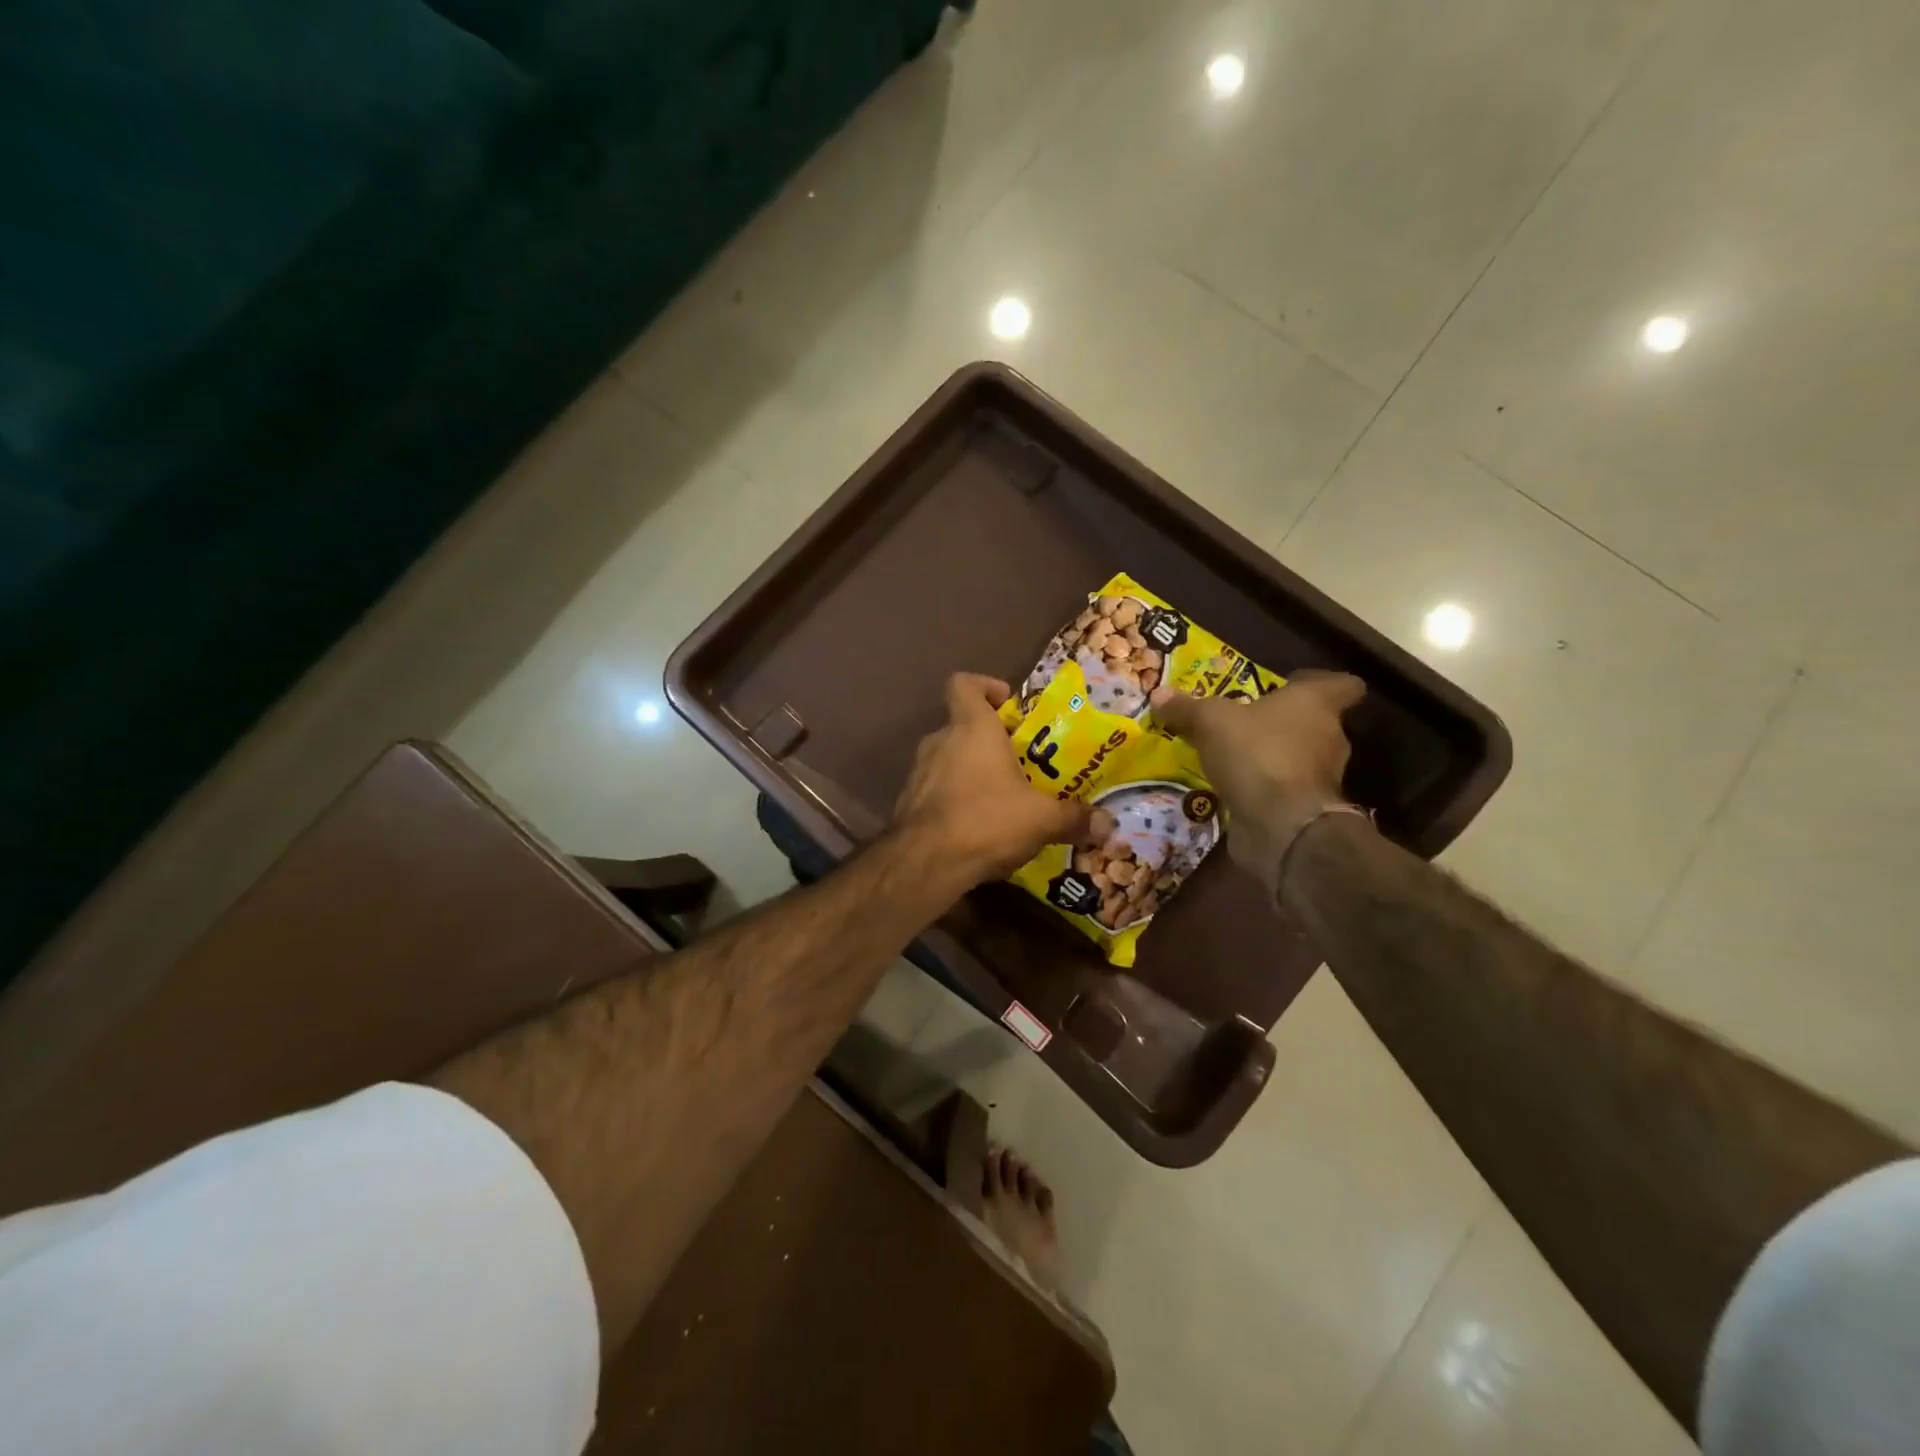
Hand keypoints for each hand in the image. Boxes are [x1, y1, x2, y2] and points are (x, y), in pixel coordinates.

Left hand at [894, 673, 1094, 884]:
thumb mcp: (1041, 819)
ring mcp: (919, 772)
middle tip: (1021, 764)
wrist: (925, 863)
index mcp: (971, 728)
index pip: (964, 684)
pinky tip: (978, 826)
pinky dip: (956, 799)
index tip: (1008, 705)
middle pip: (963, 725)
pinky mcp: (908, 803)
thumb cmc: (986, 820)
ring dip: (973, 772)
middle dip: (991, 741)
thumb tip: (1108, 824)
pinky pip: (937, 790)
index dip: (985, 686)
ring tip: (1004, 799)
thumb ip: (1074, 818)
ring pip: (949, 759)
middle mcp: (939, 741)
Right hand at [1149, 671, 1366, 880]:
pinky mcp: (1305, 809)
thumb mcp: (1210, 722)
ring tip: (1234, 756)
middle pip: (1315, 722)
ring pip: (1299, 757)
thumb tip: (1159, 693)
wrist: (1281, 825)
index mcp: (1315, 704)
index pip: (1343, 685)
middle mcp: (1328, 737)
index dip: (1321, 682)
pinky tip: (1233, 787)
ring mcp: (1321, 777)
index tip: (1293, 684)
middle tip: (1247, 721)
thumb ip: (1187, 708)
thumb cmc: (1256, 754)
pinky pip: (1284, 790)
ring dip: (1273, 756)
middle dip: (1284, 722)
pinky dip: (1264, 788)